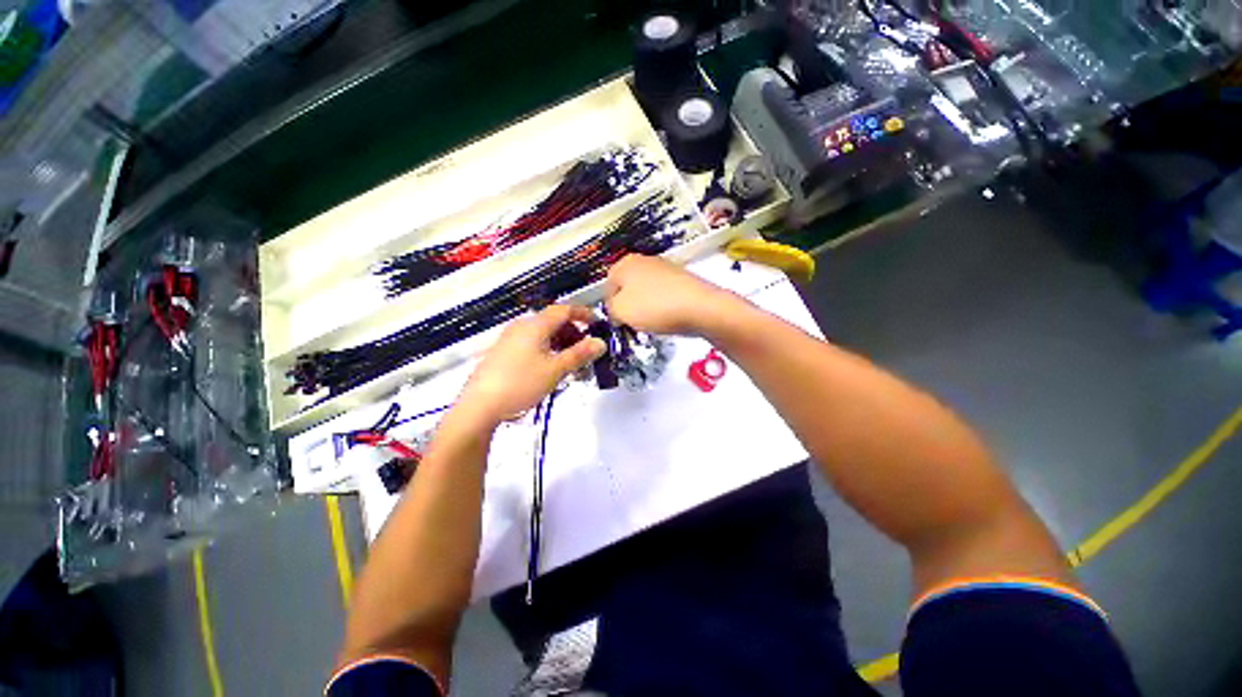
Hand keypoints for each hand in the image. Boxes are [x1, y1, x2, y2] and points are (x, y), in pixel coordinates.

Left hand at [457, 305, 604, 424]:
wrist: (479, 406)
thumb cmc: (521, 383)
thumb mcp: (555, 370)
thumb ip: (579, 354)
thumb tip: (600, 343)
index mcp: (535, 325)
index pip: (564, 310)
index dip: (583, 314)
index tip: (597, 324)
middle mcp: (521, 326)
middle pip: (553, 322)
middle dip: (573, 333)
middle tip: (586, 350)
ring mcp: (510, 339)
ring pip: (543, 334)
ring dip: (561, 344)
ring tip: (571, 363)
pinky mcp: (503, 352)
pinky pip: (532, 344)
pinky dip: (547, 350)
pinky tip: (551, 368)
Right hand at [604, 255, 742, 335]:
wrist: (701, 308)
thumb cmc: (655, 307)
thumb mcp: (620, 311)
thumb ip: (610, 309)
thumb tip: (616, 310)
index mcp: (625, 263)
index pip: (607, 286)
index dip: (610, 307)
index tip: (617, 321)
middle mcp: (644, 260)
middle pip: (627, 287)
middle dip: (628, 305)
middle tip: (633, 322)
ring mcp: (665, 268)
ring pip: (646, 292)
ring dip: (645, 307)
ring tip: (652, 322)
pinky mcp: (682, 279)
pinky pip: (664, 295)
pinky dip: (662, 306)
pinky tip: (668, 317)